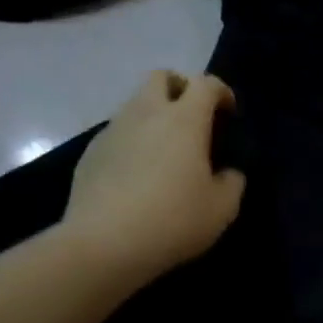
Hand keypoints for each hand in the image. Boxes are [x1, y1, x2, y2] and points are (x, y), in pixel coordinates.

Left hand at [64, 71, 246, 286]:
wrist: (102, 245)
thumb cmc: (172, 219)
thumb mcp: (222, 208)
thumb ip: (232, 182)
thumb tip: (227, 173)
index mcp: (184, 119)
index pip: (206, 83)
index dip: (221, 91)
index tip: (229, 112)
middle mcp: (146, 113)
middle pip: (161, 77)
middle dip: (179, 87)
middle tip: (192, 117)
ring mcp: (113, 131)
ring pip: (135, 104)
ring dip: (153, 115)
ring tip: (164, 150)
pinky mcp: (90, 154)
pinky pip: (116, 134)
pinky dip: (131, 142)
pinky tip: (136, 175)